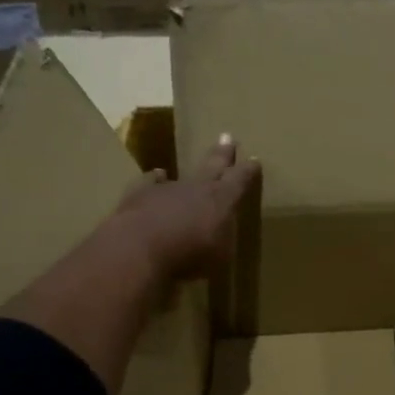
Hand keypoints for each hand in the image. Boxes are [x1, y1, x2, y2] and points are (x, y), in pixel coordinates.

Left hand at [110, 134, 258, 280]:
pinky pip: (150, 182)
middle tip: (227, 137)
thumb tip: (222, 236)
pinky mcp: (140, 193)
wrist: (140, 248)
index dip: (248, 170)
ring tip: (186, 166)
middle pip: (213, 165)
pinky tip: (156, 177)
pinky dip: (154, 180)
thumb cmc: (190, 255)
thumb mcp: (220, 256)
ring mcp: (167, 187)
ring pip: (180, 174)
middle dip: (222, 153)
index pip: (240, 180)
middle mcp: (198, 187)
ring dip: (186, 171)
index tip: (254, 160)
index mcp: (222, 200)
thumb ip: (223, 241)